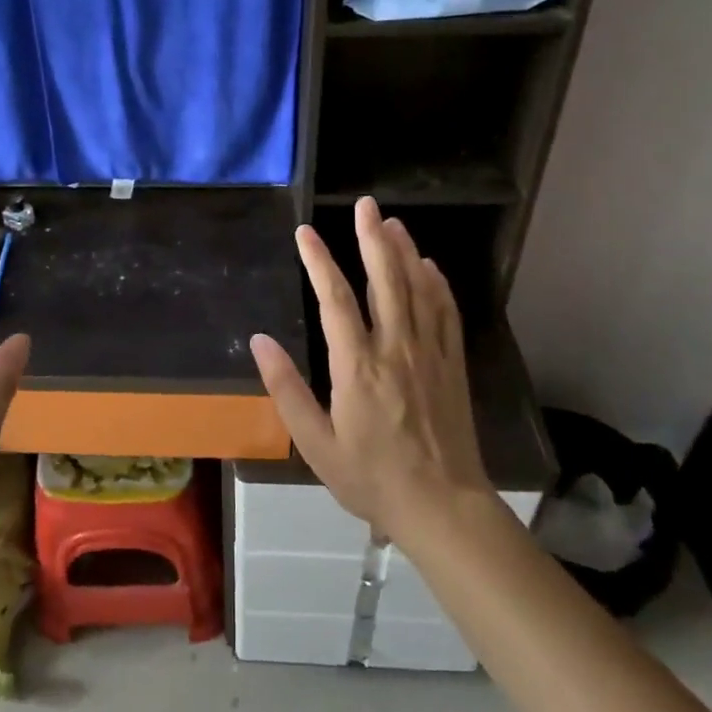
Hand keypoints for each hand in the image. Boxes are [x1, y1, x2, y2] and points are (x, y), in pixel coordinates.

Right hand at [249, 196, 491, 542]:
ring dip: (404, 252)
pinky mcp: (453, 366)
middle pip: (385, 280)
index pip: (335, 299)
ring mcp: (429, 354)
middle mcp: (396, 349)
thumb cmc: (371, 478)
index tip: (304, 233)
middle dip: (372, 238)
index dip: (319, 262)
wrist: (442, 506)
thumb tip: (259, 341)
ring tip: (393, 222)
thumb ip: (286, 390)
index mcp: (358, 366)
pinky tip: (430, 266)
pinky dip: (437, 285)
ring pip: (418, 290)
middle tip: (365, 204)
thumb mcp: (315, 443)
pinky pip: (446, 314)